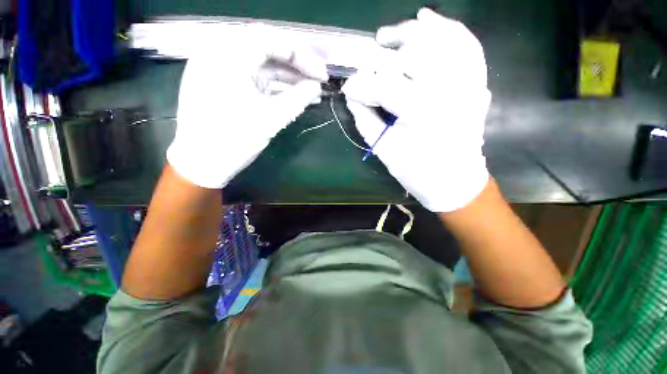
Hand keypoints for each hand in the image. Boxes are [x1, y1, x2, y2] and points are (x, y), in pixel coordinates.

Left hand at [167, 25, 327, 187]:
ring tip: (311, 92)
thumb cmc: (234, 140)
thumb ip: (298, 98)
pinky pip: (253, 78)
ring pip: (261, 65)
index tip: (321, 74)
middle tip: (317, 81)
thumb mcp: (271, 118)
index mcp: (227, 55)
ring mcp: (219, 69)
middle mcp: (219, 53)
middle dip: (296, 65)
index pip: (271, 40)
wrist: (202, 163)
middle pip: (267, 49)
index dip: (302, 56)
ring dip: (287, 78)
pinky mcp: (223, 85)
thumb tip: (317, 87)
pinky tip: (293, 96)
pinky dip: (274, 86)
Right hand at [342, 8, 490, 211]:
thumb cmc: (417, 171)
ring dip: (410, 33)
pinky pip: (465, 43)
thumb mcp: (384, 149)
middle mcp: (450, 88)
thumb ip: (365, 118)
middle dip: (379, 56)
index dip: (361, 85)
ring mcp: (468, 81)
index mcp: (423, 112)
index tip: (347, 88)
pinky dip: (446, 27)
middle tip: (362, 61)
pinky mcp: (476, 82)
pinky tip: (426, 19)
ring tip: (389, 36)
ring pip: (439, 39)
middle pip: (410, 54)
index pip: (384, 86)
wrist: (455, 180)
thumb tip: (352, 95)